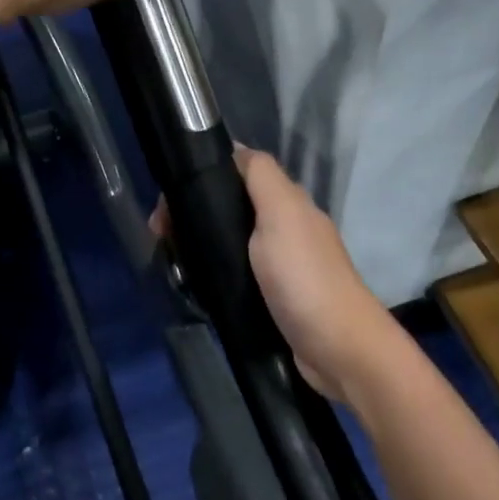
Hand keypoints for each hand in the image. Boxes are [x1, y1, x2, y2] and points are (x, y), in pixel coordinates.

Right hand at [154, 146, 393, 402]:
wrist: (338, 350)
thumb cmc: (304, 278)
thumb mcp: (281, 214)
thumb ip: (261, 177)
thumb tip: (233, 149)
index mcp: (287, 203)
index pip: (239, 172)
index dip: (203, 175)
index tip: (168, 197)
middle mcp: (283, 227)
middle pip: (230, 206)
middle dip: (194, 213)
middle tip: (161, 236)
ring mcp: (278, 265)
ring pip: (229, 240)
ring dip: (199, 244)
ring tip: (170, 259)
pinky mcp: (271, 296)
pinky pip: (233, 272)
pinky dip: (212, 271)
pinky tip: (193, 282)